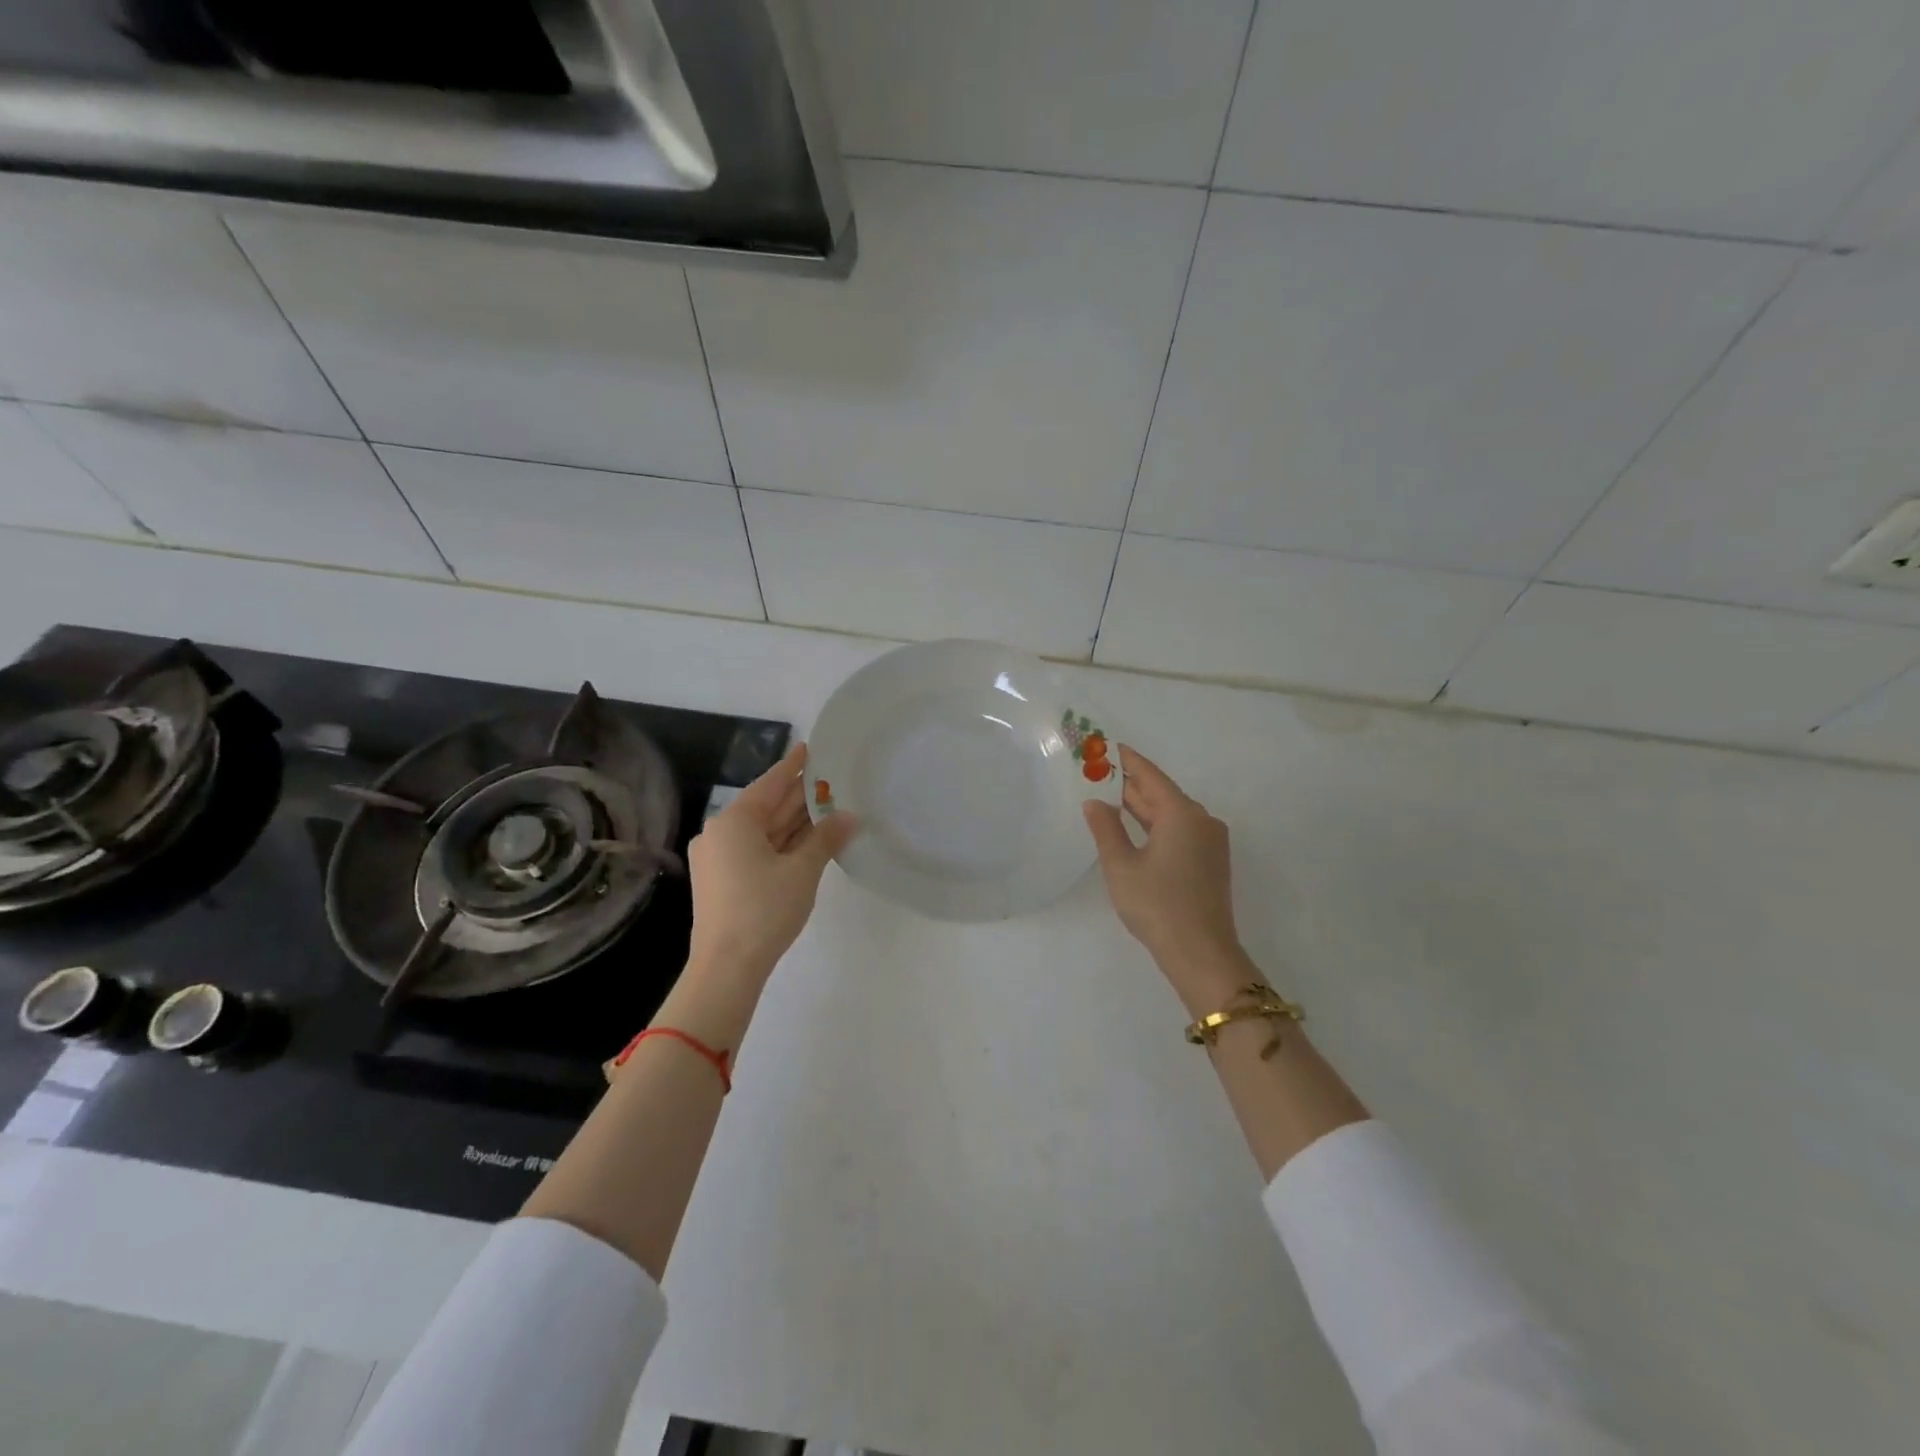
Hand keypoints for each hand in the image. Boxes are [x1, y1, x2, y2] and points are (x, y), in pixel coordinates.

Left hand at [686, 743, 857, 986]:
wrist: (726, 968)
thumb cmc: (763, 910)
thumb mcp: (802, 871)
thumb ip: (826, 839)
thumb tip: (850, 816)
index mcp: (734, 822)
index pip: (771, 783)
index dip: (794, 765)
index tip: (811, 747)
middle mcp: (721, 833)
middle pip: (766, 806)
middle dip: (799, 796)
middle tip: (832, 778)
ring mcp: (719, 858)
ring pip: (763, 830)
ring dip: (794, 822)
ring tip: (828, 805)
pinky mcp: (723, 880)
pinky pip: (757, 850)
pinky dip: (782, 843)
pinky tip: (809, 839)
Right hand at [1083, 746, 1251, 1011]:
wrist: (1201, 954)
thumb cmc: (1157, 905)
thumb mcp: (1121, 866)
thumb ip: (1106, 829)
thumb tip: (1095, 802)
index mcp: (1182, 814)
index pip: (1150, 776)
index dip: (1127, 760)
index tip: (1108, 746)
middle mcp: (1202, 820)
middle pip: (1162, 793)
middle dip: (1131, 784)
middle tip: (1099, 772)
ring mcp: (1210, 842)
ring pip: (1171, 814)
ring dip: (1142, 807)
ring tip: (1109, 797)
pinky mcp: (1210, 862)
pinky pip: (1179, 831)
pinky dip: (1155, 825)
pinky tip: (1134, 829)